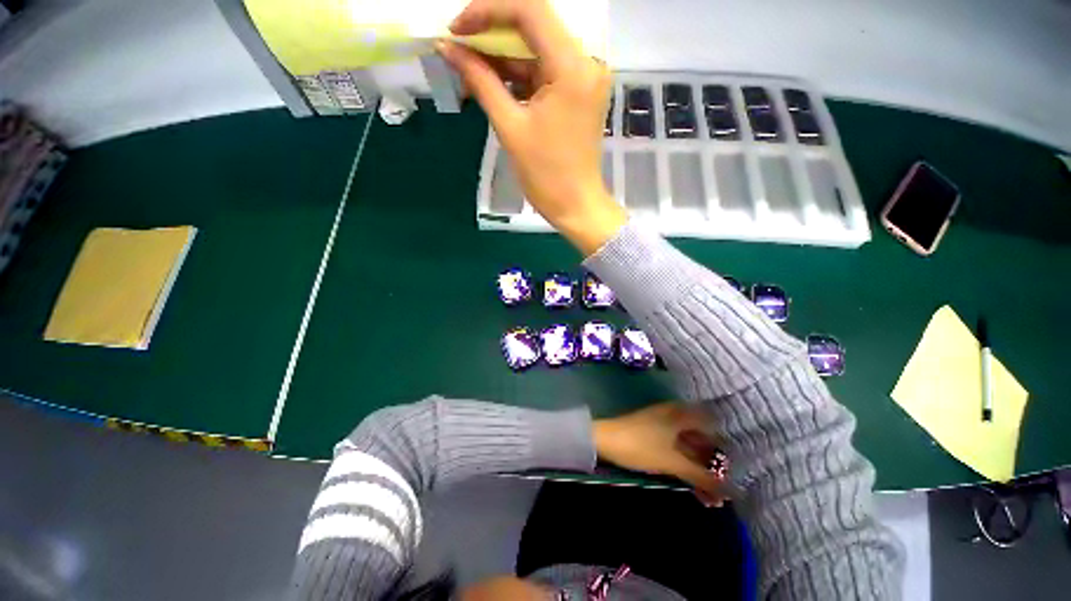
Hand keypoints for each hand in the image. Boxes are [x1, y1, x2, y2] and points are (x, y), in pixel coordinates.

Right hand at [438, 0, 626, 255]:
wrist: (576, 206)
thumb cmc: (545, 175)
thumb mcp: (510, 126)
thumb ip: (480, 81)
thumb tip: (448, 48)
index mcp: (572, 67)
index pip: (529, 10)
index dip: (487, 11)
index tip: (457, 29)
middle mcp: (586, 61)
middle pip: (534, 26)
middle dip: (492, 34)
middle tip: (459, 49)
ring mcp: (585, 77)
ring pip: (537, 49)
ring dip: (503, 58)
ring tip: (469, 72)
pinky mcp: (579, 92)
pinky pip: (544, 71)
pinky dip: (518, 76)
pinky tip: (492, 84)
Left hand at [593, 402, 729, 506]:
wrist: (604, 439)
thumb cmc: (640, 446)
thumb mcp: (672, 462)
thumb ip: (700, 475)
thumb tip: (728, 491)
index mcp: (680, 414)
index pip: (712, 423)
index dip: (725, 442)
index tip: (734, 463)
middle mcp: (674, 414)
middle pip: (700, 436)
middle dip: (712, 461)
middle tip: (722, 484)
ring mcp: (662, 422)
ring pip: (688, 443)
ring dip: (698, 465)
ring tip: (709, 491)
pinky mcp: (653, 432)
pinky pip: (675, 445)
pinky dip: (684, 461)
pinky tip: (689, 481)